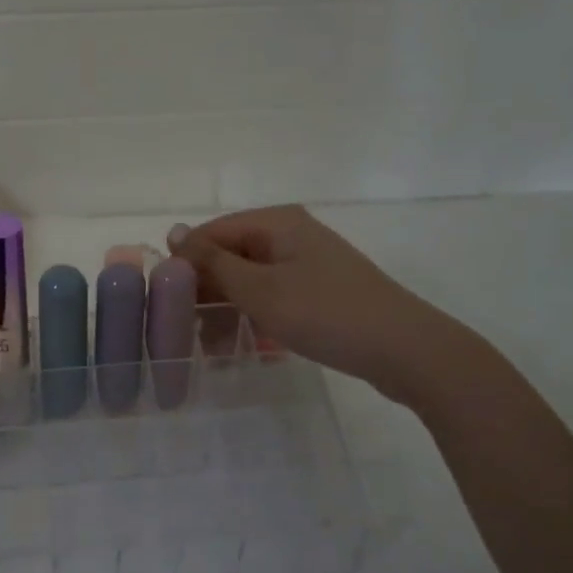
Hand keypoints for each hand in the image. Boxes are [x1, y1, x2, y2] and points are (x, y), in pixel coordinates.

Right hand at [167, 206, 476, 408]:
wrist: (405, 350)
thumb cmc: (325, 313)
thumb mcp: (259, 289)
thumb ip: (214, 262)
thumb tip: (173, 232)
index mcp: (276, 222)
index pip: (212, 232)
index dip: (186, 263)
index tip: (167, 301)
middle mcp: (291, 234)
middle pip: (232, 254)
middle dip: (208, 290)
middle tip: (187, 329)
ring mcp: (309, 262)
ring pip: (252, 279)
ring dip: (231, 308)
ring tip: (214, 345)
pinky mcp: (322, 289)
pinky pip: (275, 295)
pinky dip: (258, 315)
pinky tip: (249, 344)